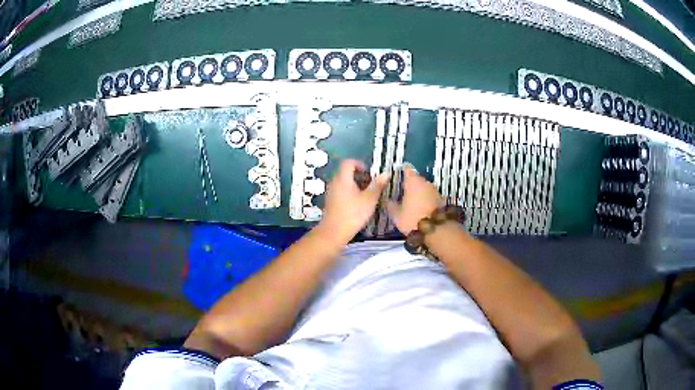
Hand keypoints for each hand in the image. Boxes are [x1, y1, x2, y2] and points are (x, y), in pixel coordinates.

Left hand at [317, 159, 389, 243]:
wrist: (334, 232)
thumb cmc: (353, 214)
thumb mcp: (369, 199)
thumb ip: (377, 185)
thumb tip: (385, 173)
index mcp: (343, 178)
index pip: (348, 162)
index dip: (360, 164)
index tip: (369, 173)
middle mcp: (334, 182)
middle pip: (346, 172)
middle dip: (360, 176)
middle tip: (371, 185)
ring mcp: (331, 192)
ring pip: (344, 182)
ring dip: (356, 185)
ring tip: (367, 195)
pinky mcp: (330, 202)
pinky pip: (341, 191)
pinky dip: (350, 192)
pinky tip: (358, 204)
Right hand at [387, 165, 443, 234]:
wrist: (436, 230)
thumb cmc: (412, 218)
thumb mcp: (396, 215)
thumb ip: (390, 205)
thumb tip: (386, 200)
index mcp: (413, 181)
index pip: (407, 169)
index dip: (402, 171)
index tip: (397, 175)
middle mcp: (425, 182)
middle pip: (416, 179)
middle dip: (410, 184)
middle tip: (402, 192)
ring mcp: (435, 191)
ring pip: (424, 188)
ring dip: (418, 192)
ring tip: (411, 201)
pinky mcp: (441, 200)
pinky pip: (430, 196)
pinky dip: (425, 199)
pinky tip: (420, 207)